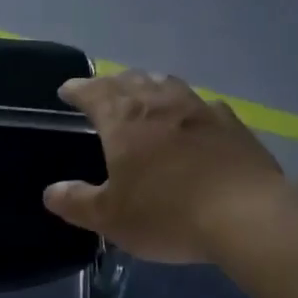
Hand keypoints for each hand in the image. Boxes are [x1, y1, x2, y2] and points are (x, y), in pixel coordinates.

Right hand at [44, 71, 286, 263]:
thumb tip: (51, 192)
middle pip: (130, 80)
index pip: (93, 92)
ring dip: (149, 85)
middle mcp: (159, 103)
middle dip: (112, 83)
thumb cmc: (167, 213)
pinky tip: (193, 117)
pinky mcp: (231, 124)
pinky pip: (202, 104)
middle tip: (103, 91)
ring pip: (167, 84)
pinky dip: (187, 106)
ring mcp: (199, 109)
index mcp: (124, 120)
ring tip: (144, 93)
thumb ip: (77, 202)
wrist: (247, 214)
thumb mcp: (111, 217)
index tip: (67, 90)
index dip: (78, 89)